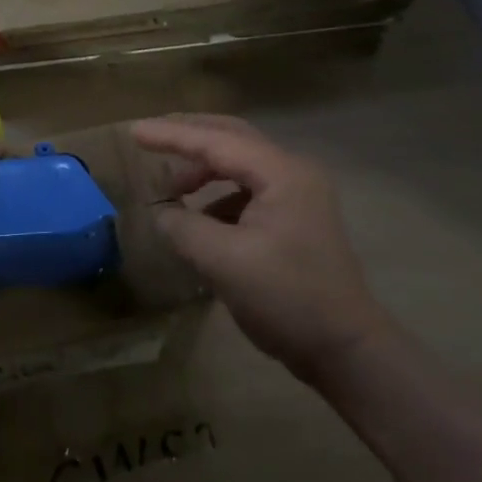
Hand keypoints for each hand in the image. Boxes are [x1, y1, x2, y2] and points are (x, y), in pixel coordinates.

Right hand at [132, 115, 390, 384]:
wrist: (347, 351)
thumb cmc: (287, 299)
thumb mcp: (224, 263)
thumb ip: (184, 228)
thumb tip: (161, 214)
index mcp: (281, 173)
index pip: (216, 141)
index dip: (171, 136)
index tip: (133, 131)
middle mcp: (292, 172)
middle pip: (231, 136)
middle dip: (188, 136)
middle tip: (150, 138)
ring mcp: (297, 194)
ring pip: (239, 162)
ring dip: (203, 168)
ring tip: (172, 189)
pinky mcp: (294, 217)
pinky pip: (247, 188)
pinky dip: (218, 194)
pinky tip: (199, 217)